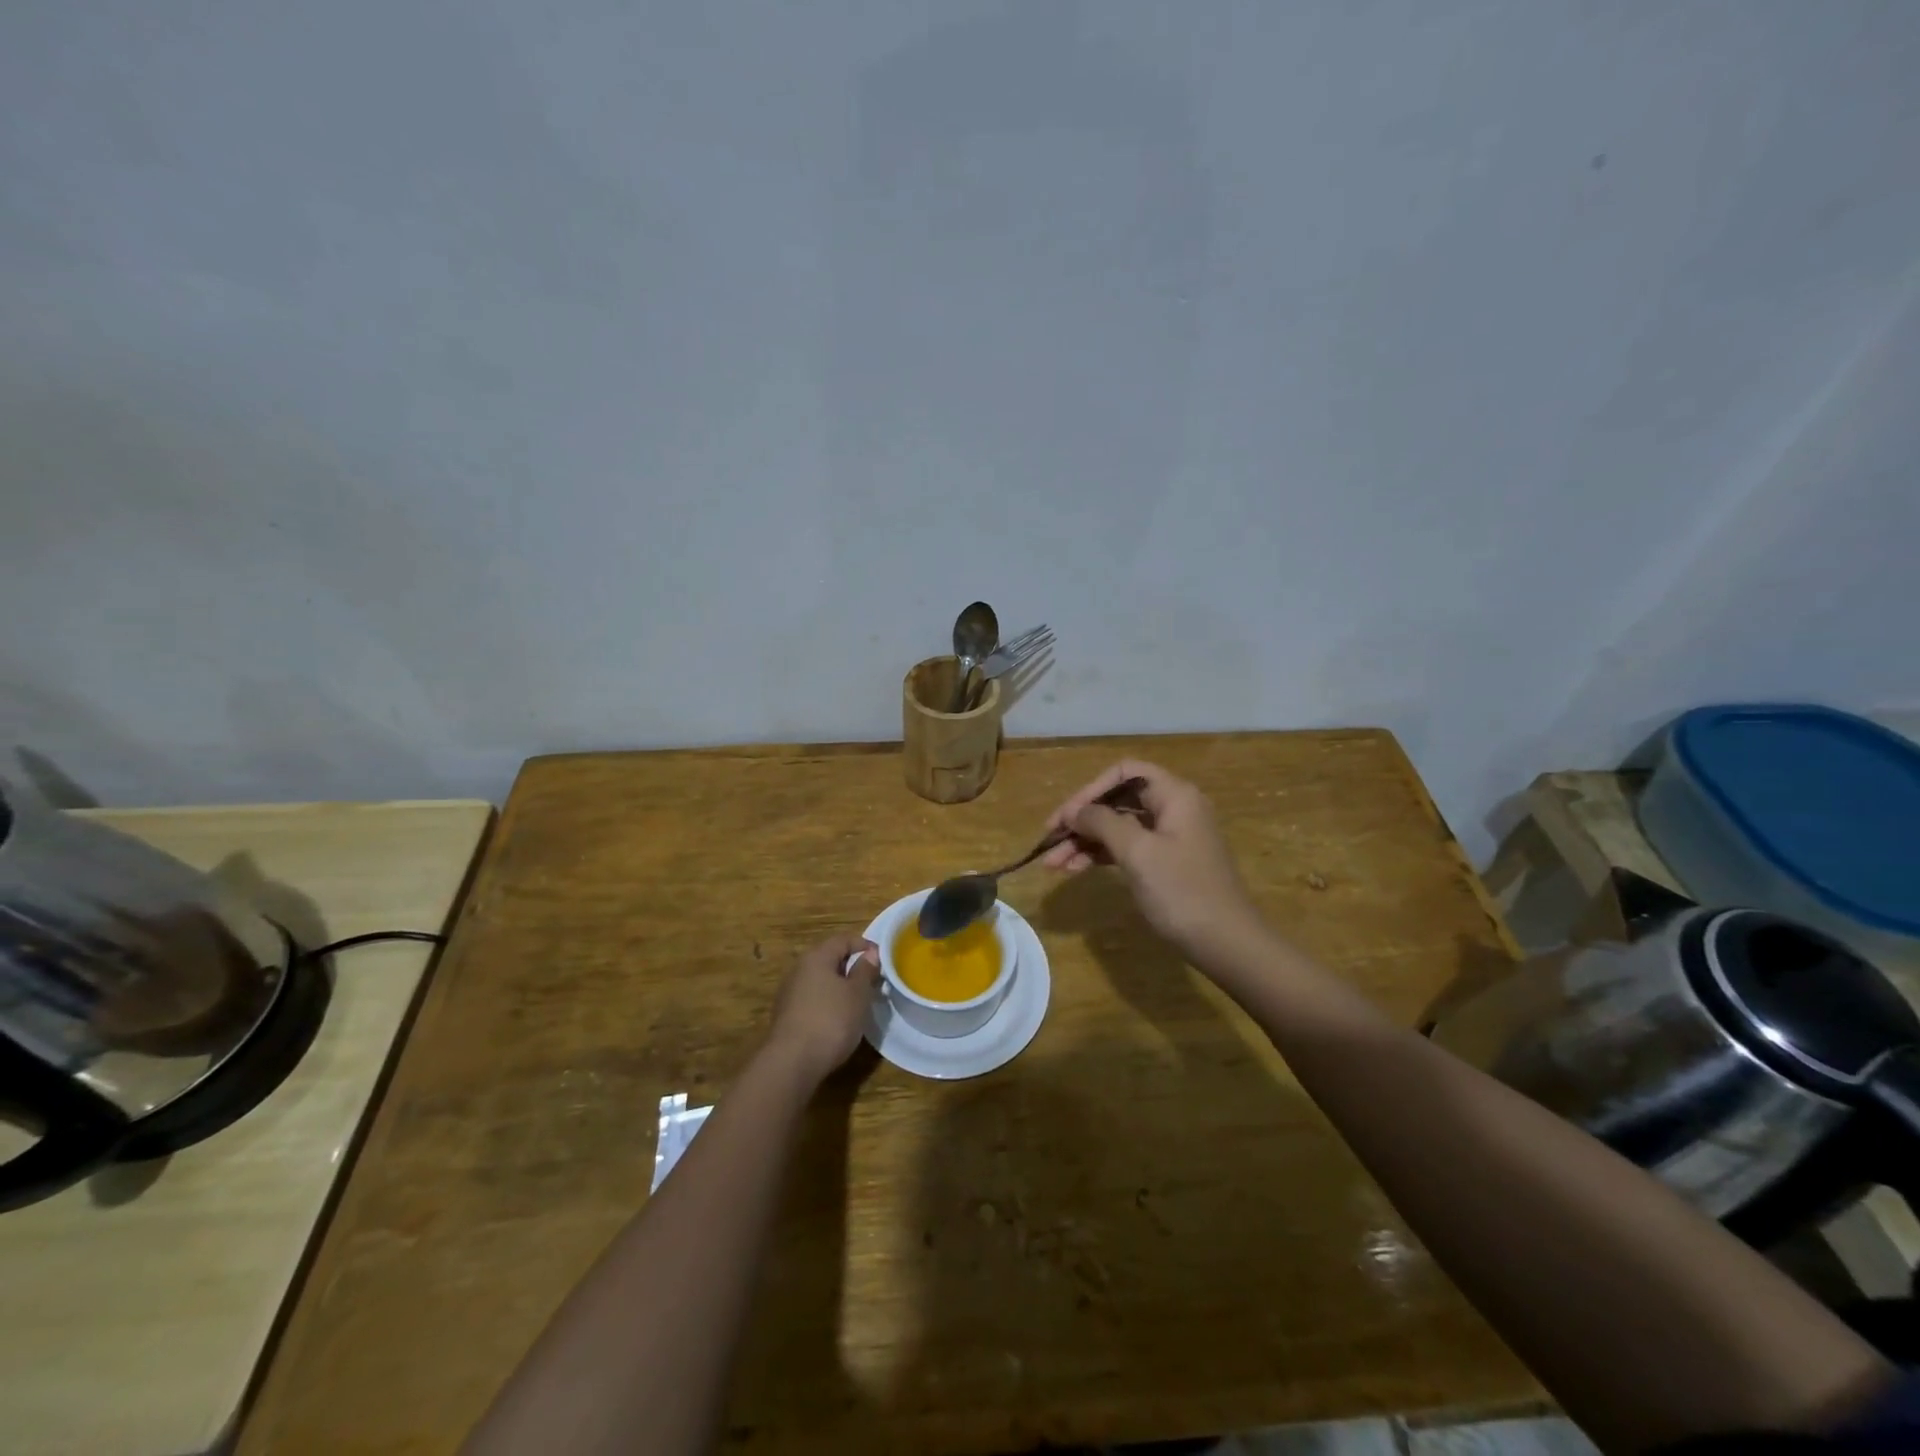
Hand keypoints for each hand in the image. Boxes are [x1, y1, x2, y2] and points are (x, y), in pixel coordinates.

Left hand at [765, 932, 879, 1083]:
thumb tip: (870, 953)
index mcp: (817, 957)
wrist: (792, 1062)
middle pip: (829, 958)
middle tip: (873, 981)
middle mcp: (799, 969)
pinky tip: (838, 1019)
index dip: (864, 945)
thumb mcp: (858, 994)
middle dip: (852, 966)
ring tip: (858, 1001)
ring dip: (840, 986)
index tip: (882, 959)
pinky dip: (828, 1002)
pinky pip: (812, 998)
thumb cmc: (831, 1020)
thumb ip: (865, 970)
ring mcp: (789, 993)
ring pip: (820, 980)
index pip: (843, 939)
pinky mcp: (786, 1015)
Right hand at [1042, 760, 1264, 962]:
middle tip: (1048, 842)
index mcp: (1174, 795)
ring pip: (1118, 827)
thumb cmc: (1183, 892)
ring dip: (1084, 842)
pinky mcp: (1166, 863)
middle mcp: (1173, 808)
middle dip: (1081, 820)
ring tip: (1052, 865)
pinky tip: (1075, 869)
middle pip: (1117, 800)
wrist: (1227, 944)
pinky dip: (1100, 856)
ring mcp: (1170, 837)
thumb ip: (1102, 823)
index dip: (1089, 791)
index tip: (1063, 818)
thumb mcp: (1138, 852)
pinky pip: (1126, 848)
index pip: (1123, 773)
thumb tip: (1075, 812)